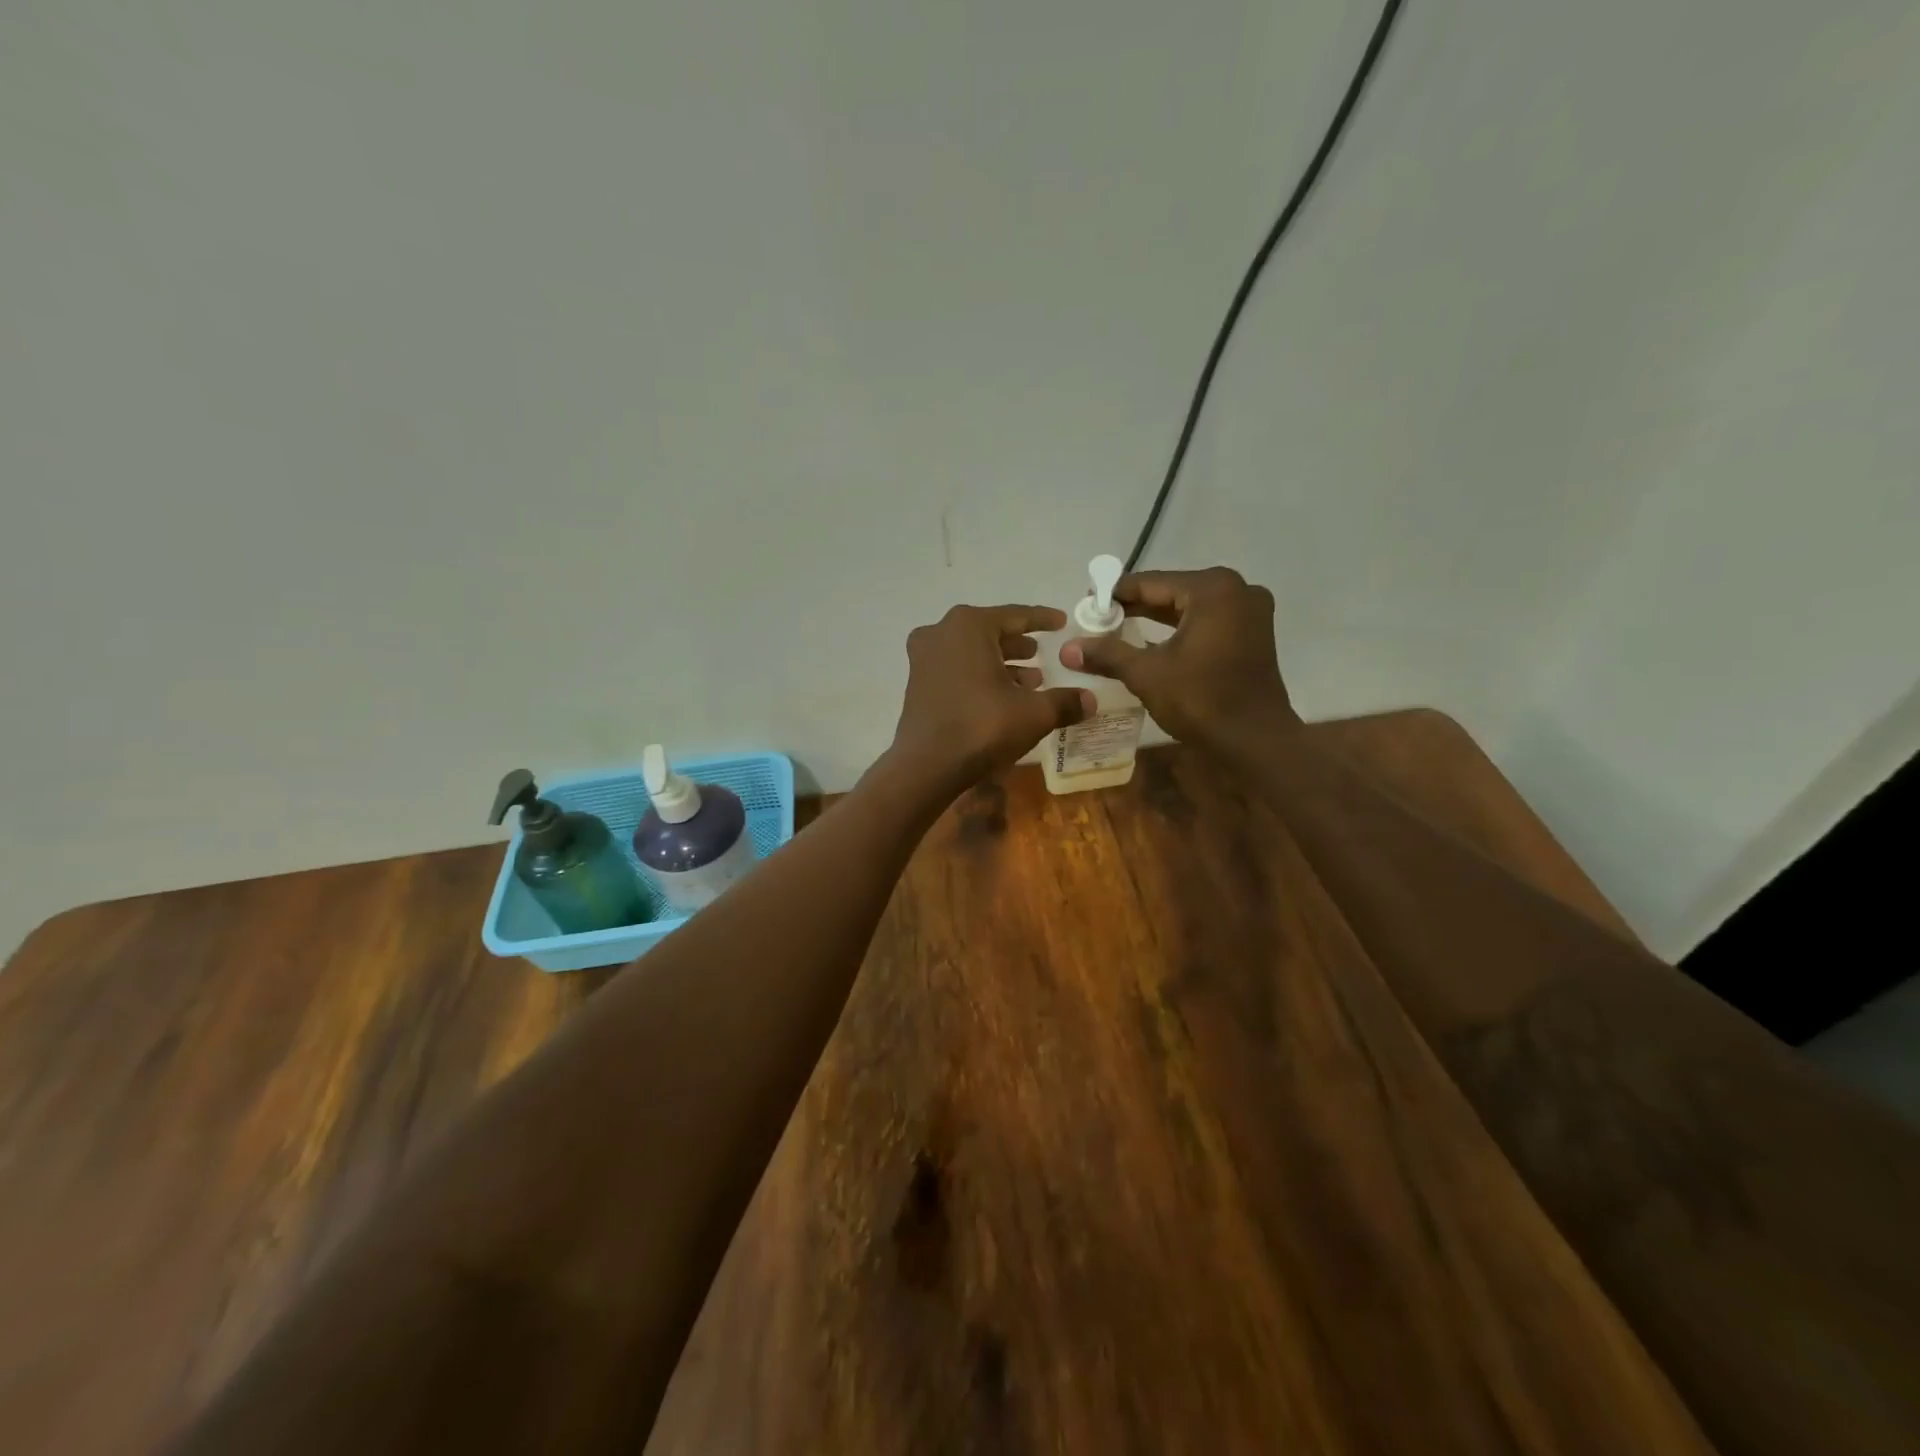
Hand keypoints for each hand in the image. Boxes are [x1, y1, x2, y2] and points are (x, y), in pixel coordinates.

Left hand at [891, 604, 1094, 790]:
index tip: (1061, 622)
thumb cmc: (982, 727)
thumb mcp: (1033, 713)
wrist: (926, 766)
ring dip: (1001, 663)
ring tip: (1030, 681)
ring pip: (971, 652)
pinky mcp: (917, 683)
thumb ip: (1065, 701)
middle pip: (990, 632)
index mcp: (969, 626)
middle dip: (1018, 644)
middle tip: (1042, 653)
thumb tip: (1092, 700)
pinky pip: (956, 669)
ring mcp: (924, 658)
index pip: (1015, 615)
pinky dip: (979, 676)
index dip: (1042, 620)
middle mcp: (941, 632)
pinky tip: (1002, 697)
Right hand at [1061, 567, 1298, 751]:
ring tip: (1118, 629)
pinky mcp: (1253, 634)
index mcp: (1212, 589)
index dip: (1115, 594)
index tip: (1086, 604)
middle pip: (1172, 592)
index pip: (1151, 582)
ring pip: (1190, 608)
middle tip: (1098, 618)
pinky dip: (1179, 630)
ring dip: (1156, 619)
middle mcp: (1237, 590)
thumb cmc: (1201, 700)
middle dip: (1135, 606)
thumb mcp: (1146, 674)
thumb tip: (1067, 648)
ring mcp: (1250, 612)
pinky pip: (1207, 622)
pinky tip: (1152, 643)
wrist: (1255, 742)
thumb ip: (1107, 653)